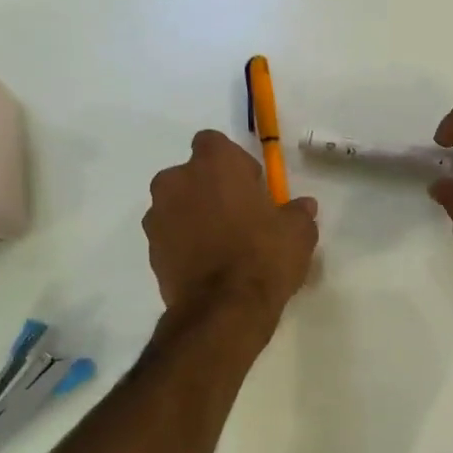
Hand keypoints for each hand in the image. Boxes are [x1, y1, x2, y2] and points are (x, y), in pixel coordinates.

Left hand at [144, 130, 318, 326]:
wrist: (223, 309)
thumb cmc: (264, 256)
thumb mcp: (298, 232)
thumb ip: (297, 212)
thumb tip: (303, 206)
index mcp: (214, 164)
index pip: (214, 143)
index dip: (233, 163)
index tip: (251, 188)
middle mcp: (177, 181)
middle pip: (191, 174)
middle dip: (210, 189)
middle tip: (237, 216)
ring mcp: (158, 215)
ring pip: (177, 205)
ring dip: (194, 216)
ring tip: (221, 245)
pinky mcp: (150, 249)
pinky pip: (170, 235)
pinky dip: (184, 243)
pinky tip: (208, 265)